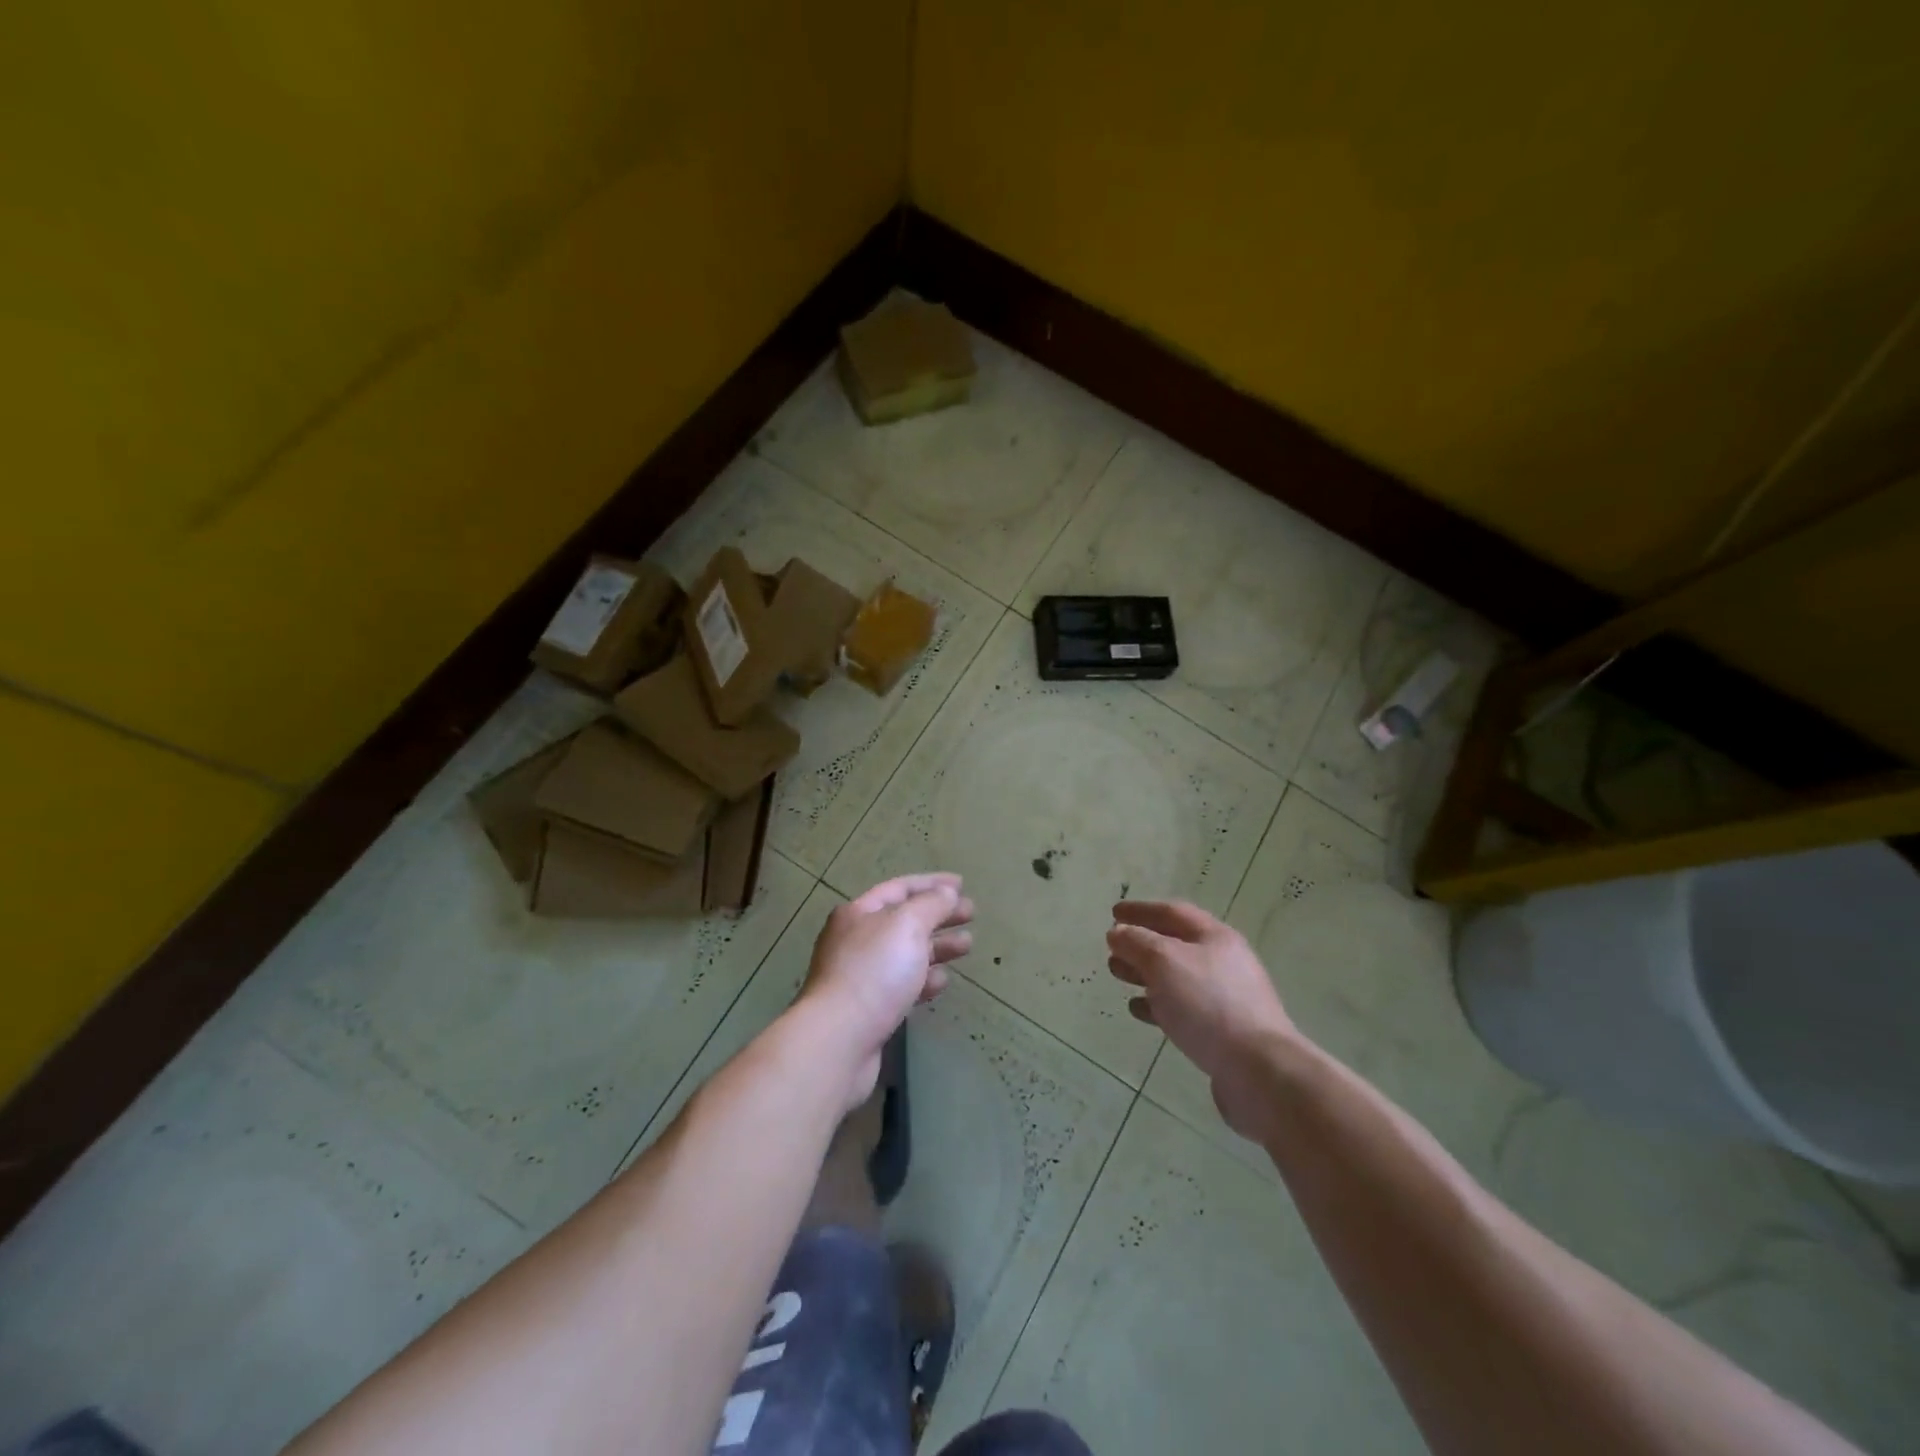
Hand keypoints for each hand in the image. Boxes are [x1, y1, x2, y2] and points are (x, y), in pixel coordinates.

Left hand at [798, 873, 973, 1108]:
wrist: (839, 1040)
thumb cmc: (874, 972)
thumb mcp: (907, 925)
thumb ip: (931, 904)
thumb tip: (946, 893)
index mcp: (858, 913)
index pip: (900, 888)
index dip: (932, 883)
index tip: (962, 884)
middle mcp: (855, 940)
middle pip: (904, 921)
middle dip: (939, 915)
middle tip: (971, 915)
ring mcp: (860, 976)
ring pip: (906, 954)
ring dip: (937, 947)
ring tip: (967, 946)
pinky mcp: (868, 1010)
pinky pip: (902, 986)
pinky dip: (924, 980)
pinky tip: (942, 982)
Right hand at [1107, 900, 1296, 1139]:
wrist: (1258, 1070)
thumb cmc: (1208, 1004)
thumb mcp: (1164, 962)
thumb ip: (1137, 942)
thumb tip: (1118, 932)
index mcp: (1215, 938)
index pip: (1173, 912)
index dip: (1141, 910)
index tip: (1114, 912)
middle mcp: (1223, 963)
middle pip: (1175, 944)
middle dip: (1141, 943)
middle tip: (1112, 949)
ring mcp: (1225, 998)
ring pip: (1177, 977)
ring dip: (1145, 973)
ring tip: (1118, 976)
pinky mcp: (1222, 1031)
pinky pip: (1183, 1008)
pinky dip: (1158, 1004)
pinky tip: (1138, 1010)